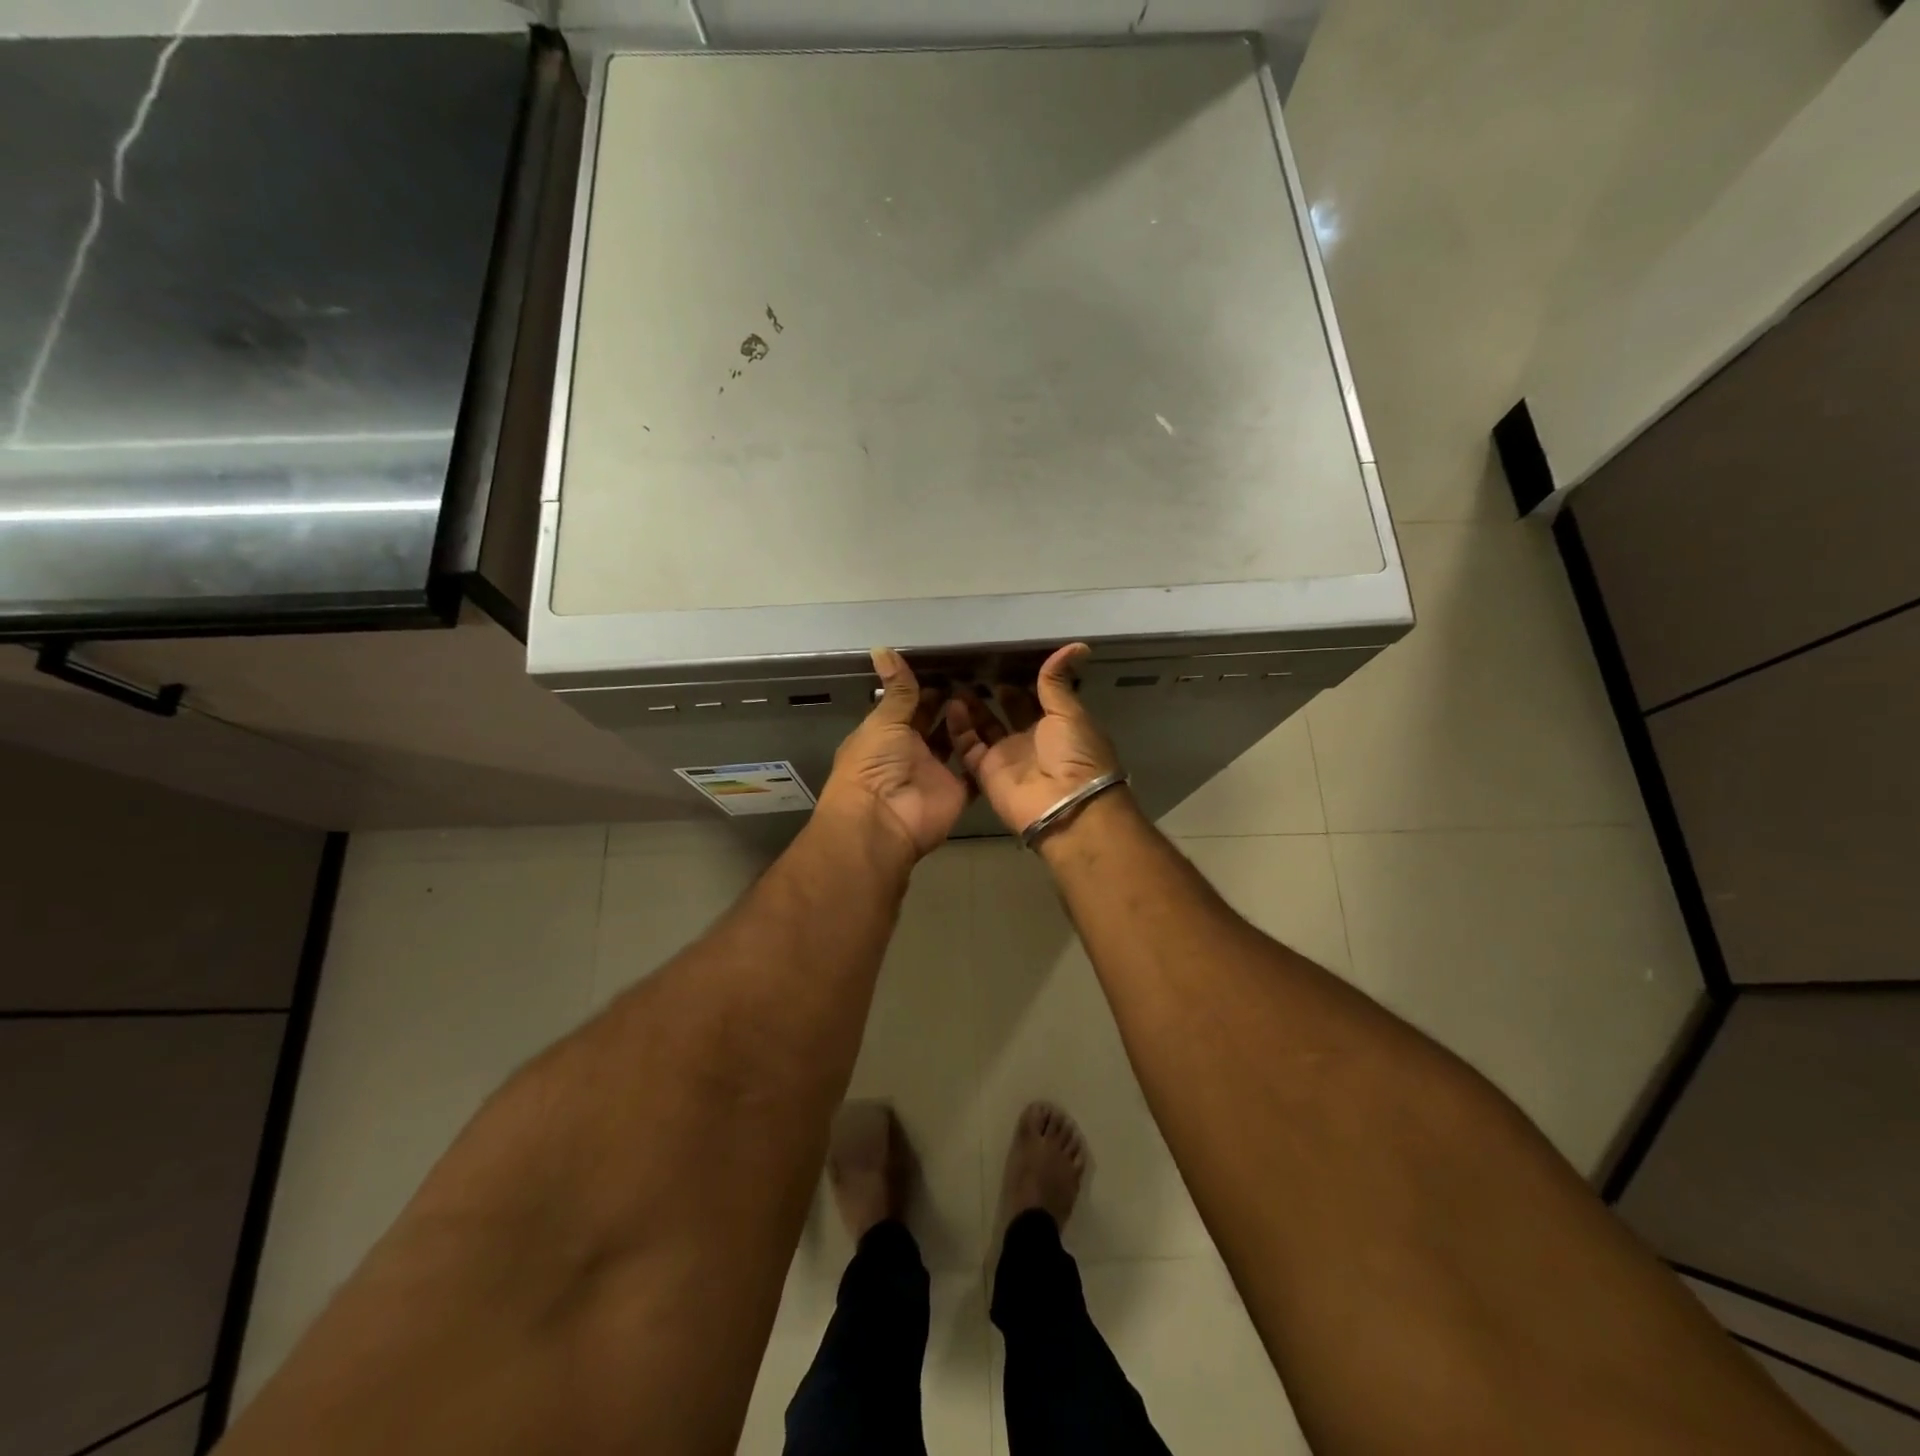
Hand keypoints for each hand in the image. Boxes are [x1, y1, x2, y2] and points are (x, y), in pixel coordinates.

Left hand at [817, 648, 969, 860]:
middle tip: (973, 678)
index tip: (948, 668)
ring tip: (986, 696)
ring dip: (967, 724)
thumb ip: (896, 689)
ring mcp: (934, 773)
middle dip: (949, 704)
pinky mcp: (956, 792)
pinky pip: (973, 772)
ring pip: (955, 744)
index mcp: (886, 735)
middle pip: (933, 725)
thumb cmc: (874, 766)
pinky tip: (1000, 730)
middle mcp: (910, 753)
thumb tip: (881, 647)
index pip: (908, 707)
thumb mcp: (884, 722)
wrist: (883, 821)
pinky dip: (984, 756)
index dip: (925, 690)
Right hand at [946, 643, 1121, 836]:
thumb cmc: (1075, 754)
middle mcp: (1031, 739)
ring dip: (971, 706)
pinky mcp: (985, 771)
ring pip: (984, 726)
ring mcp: (1006, 756)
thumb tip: (1077, 645)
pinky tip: (951, 704)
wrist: (1065, 806)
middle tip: (973, 666)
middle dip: (993, 690)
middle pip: (1007, 711)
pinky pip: (967, 746)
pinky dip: (958, 727)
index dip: (1021, 679)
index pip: (1035, 697)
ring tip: (955, 681)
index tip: (1001, 656)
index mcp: (1057, 724)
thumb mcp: (1069, 712)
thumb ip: (1058, 681)